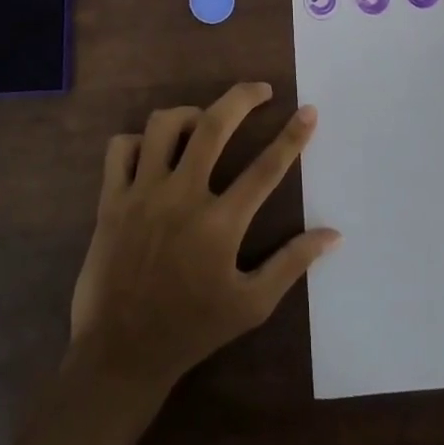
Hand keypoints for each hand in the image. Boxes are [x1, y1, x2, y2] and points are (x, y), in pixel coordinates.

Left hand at [67, 83, 340, 392]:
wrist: (119, 354)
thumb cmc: (191, 329)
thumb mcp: (251, 305)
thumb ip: (292, 264)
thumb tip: (333, 234)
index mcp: (219, 224)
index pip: (266, 168)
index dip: (293, 135)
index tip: (309, 110)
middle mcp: (181, 197)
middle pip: (213, 126)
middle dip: (242, 98)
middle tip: (261, 90)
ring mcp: (142, 194)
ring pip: (164, 125)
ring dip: (189, 114)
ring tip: (204, 122)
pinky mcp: (110, 199)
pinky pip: (121, 147)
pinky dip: (139, 140)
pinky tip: (154, 152)